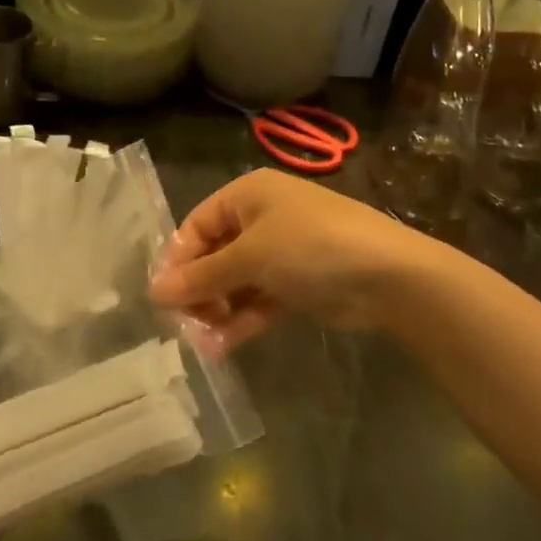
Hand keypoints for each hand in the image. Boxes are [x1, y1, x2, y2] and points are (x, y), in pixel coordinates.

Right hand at [149, 170, 443, 352]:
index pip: (197, 224)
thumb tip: (153, 292)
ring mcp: (282, 252)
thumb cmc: (310, 248)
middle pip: (215, 254)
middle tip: (185, 324)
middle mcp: (263, 218)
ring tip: (203, 343)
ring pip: (236, 281)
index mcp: (248, 194)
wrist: (387, 275)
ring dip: (218, 310)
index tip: (163, 298)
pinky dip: (242, 319)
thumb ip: (202, 276)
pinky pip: (259, 299)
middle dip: (198, 290)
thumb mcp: (251, 257)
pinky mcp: (298, 283)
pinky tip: (223, 346)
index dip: (178, 260)